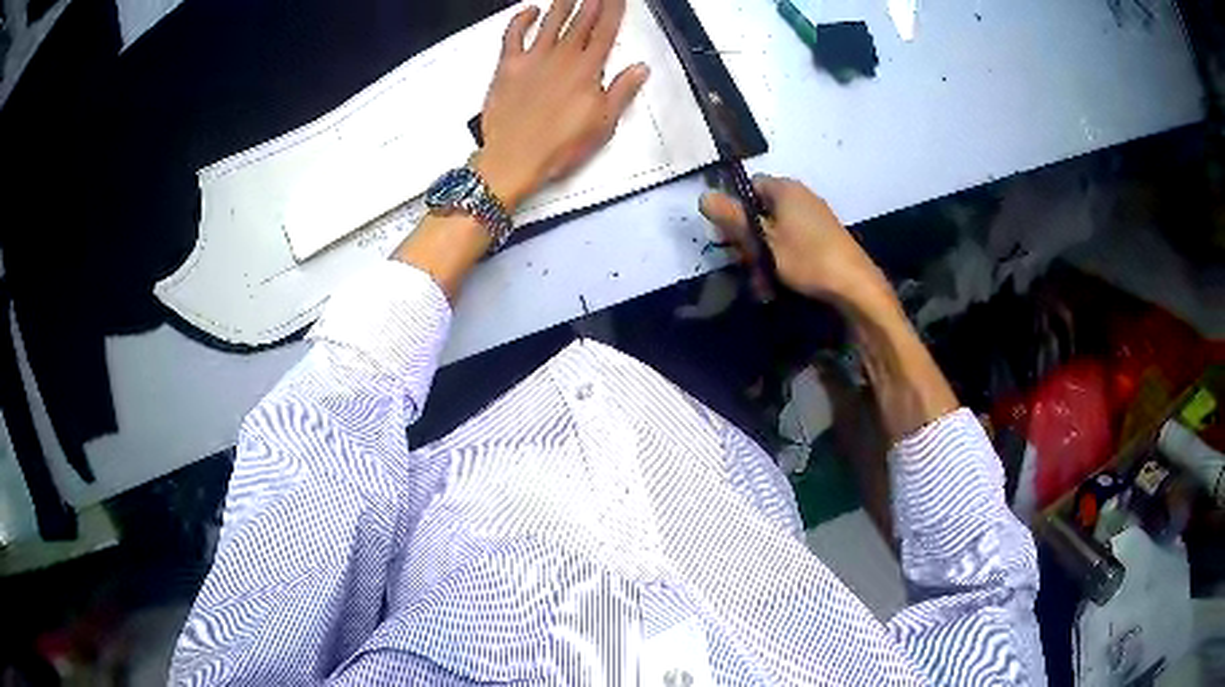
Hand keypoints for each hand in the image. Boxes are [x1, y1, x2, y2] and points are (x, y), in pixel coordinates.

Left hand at [475, 0, 650, 209]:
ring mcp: (533, 59)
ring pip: (551, 22)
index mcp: (587, 71)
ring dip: (563, 4)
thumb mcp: (603, 124)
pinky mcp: (508, 66)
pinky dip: (521, 19)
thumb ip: (622, 91)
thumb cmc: (558, 147)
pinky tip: (530, 10)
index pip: (605, 31)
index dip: (613, 11)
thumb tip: (639, 69)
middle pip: (581, 22)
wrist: (514, 159)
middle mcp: (562, 58)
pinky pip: (513, 35)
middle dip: (592, 2)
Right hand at [700, 175, 895, 315]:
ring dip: (763, 258)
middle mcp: (801, 198)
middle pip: (761, 212)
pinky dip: (782, 263)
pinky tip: (778, 286)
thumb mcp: (764, 241)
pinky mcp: (824, 240)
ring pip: (775, 234)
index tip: (729, 235)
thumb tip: (703, 196)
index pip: (750, 186)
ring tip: (762, 285)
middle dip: (749, 241)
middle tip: (746, 266)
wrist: (855, 287)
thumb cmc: (807, 259)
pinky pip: (793, 246)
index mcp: (786, 189)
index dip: (735, 208)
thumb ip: (733, 219)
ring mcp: (815, 219)